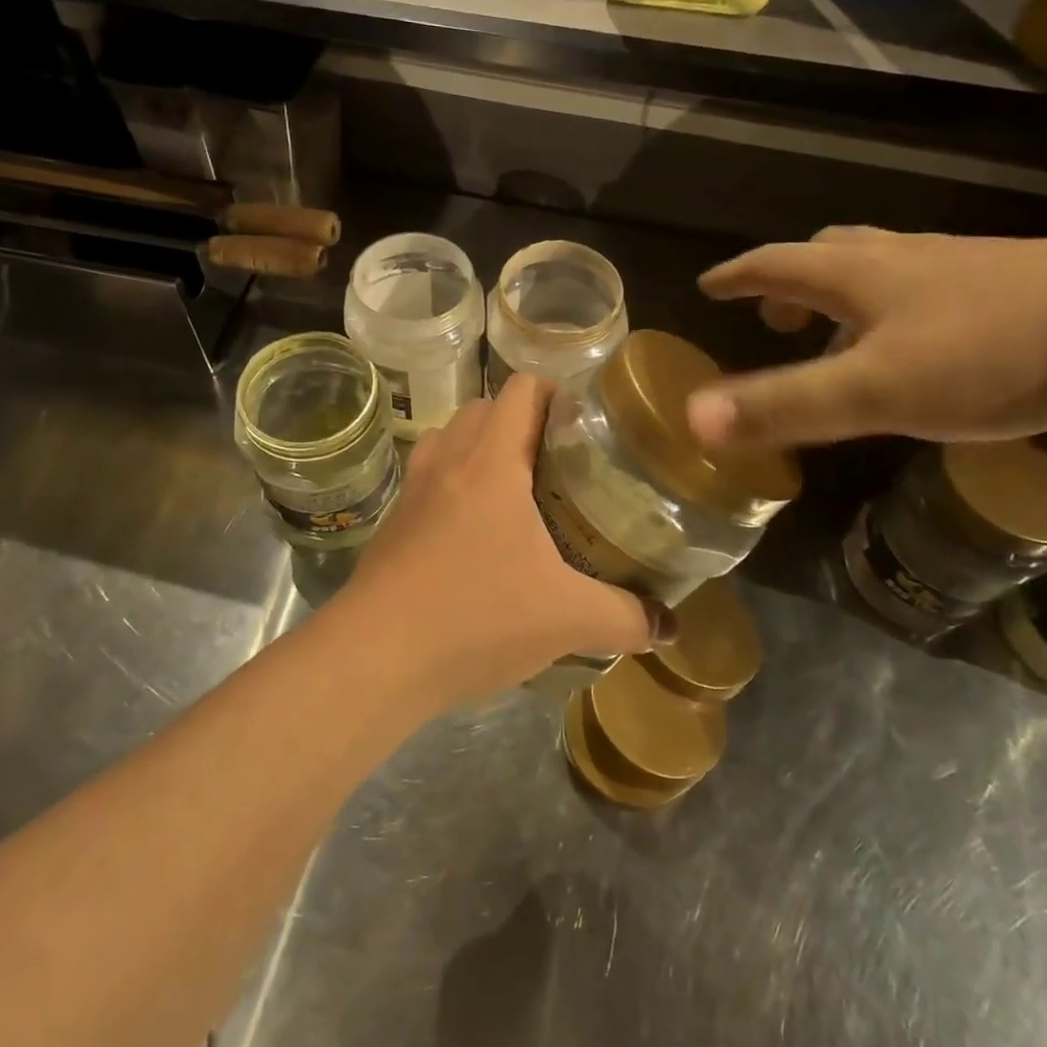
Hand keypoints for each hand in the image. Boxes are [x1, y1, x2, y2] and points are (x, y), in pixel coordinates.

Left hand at [336, 376, 661, 704]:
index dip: (556, 394)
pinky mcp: (393, 522)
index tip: (585, 426)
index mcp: (491, 461)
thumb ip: (626, 618)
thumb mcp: (567, 619)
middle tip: (560, 464)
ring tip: (518, 493)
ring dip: (482, 450)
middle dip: (523, 424)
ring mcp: (413, 489)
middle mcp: (448, 460)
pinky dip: (454, 486)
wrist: (376, 656)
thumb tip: (669, 626)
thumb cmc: (476, 616)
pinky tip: (475, 536)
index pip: (522, 389)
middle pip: (485, 409)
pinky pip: (429, 479)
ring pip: (451, 440)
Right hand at [686, 228, 1046, 448]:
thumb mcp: (874, 390)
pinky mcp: (1021, 288)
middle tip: (776, 313)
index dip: (740, 275)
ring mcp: (968, 269)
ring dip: (850, 291)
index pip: (779, 264)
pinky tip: (929, 342)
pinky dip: (905, 307)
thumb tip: (692, 419)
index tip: (711, 284)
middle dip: (794, 280)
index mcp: (864, 275)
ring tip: (845, 330)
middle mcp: (909, 260)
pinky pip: (937, 288)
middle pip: (834, 253)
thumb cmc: (991, 354)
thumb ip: (782, 405)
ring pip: (889, 268)